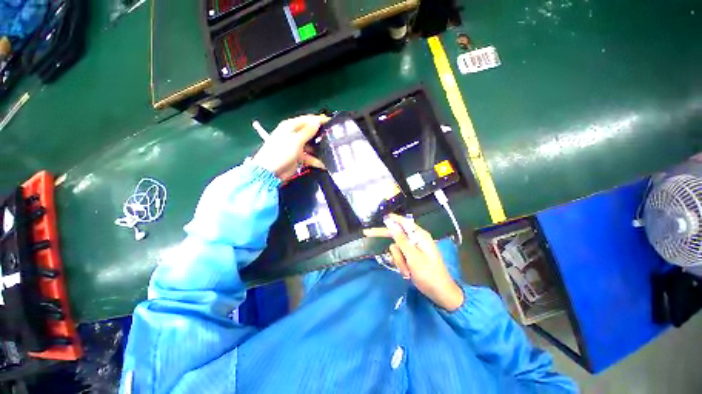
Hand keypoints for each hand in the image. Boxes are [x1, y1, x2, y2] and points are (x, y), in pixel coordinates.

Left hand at [252, 115, 328, 180]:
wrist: (271, 171)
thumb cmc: (281, 152)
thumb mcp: (296, 140)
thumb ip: (308, 131)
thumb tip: (317, 122)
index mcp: (290, 126)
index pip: (307, 119)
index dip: (318, 119)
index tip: (330, 121)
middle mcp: (293, 134)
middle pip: (310, 132)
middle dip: (320, 134)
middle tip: (332, 136)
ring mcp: (296, 146)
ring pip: (311, 145)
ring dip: (319, 148)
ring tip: (330, 150)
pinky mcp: (298, 156)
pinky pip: (309, 156)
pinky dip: (315, 160)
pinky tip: (323, 164)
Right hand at [364, 214, 464, 310]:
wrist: (440, 294)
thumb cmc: (429, 274)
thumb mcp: (413, 256)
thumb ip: (401, 239)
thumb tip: (391, 223)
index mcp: (420, 236)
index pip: (403, 222)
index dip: (391, 219)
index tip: (380, 217)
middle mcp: (416, 240)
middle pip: (396, 235)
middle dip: (387, 240)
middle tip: (367, 233)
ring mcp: (414, 249)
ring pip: (396, 249)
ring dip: (399, 260)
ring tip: (407, 271)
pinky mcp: (412, 258)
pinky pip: (399, 257)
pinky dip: (401, 265)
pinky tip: (407, 273)